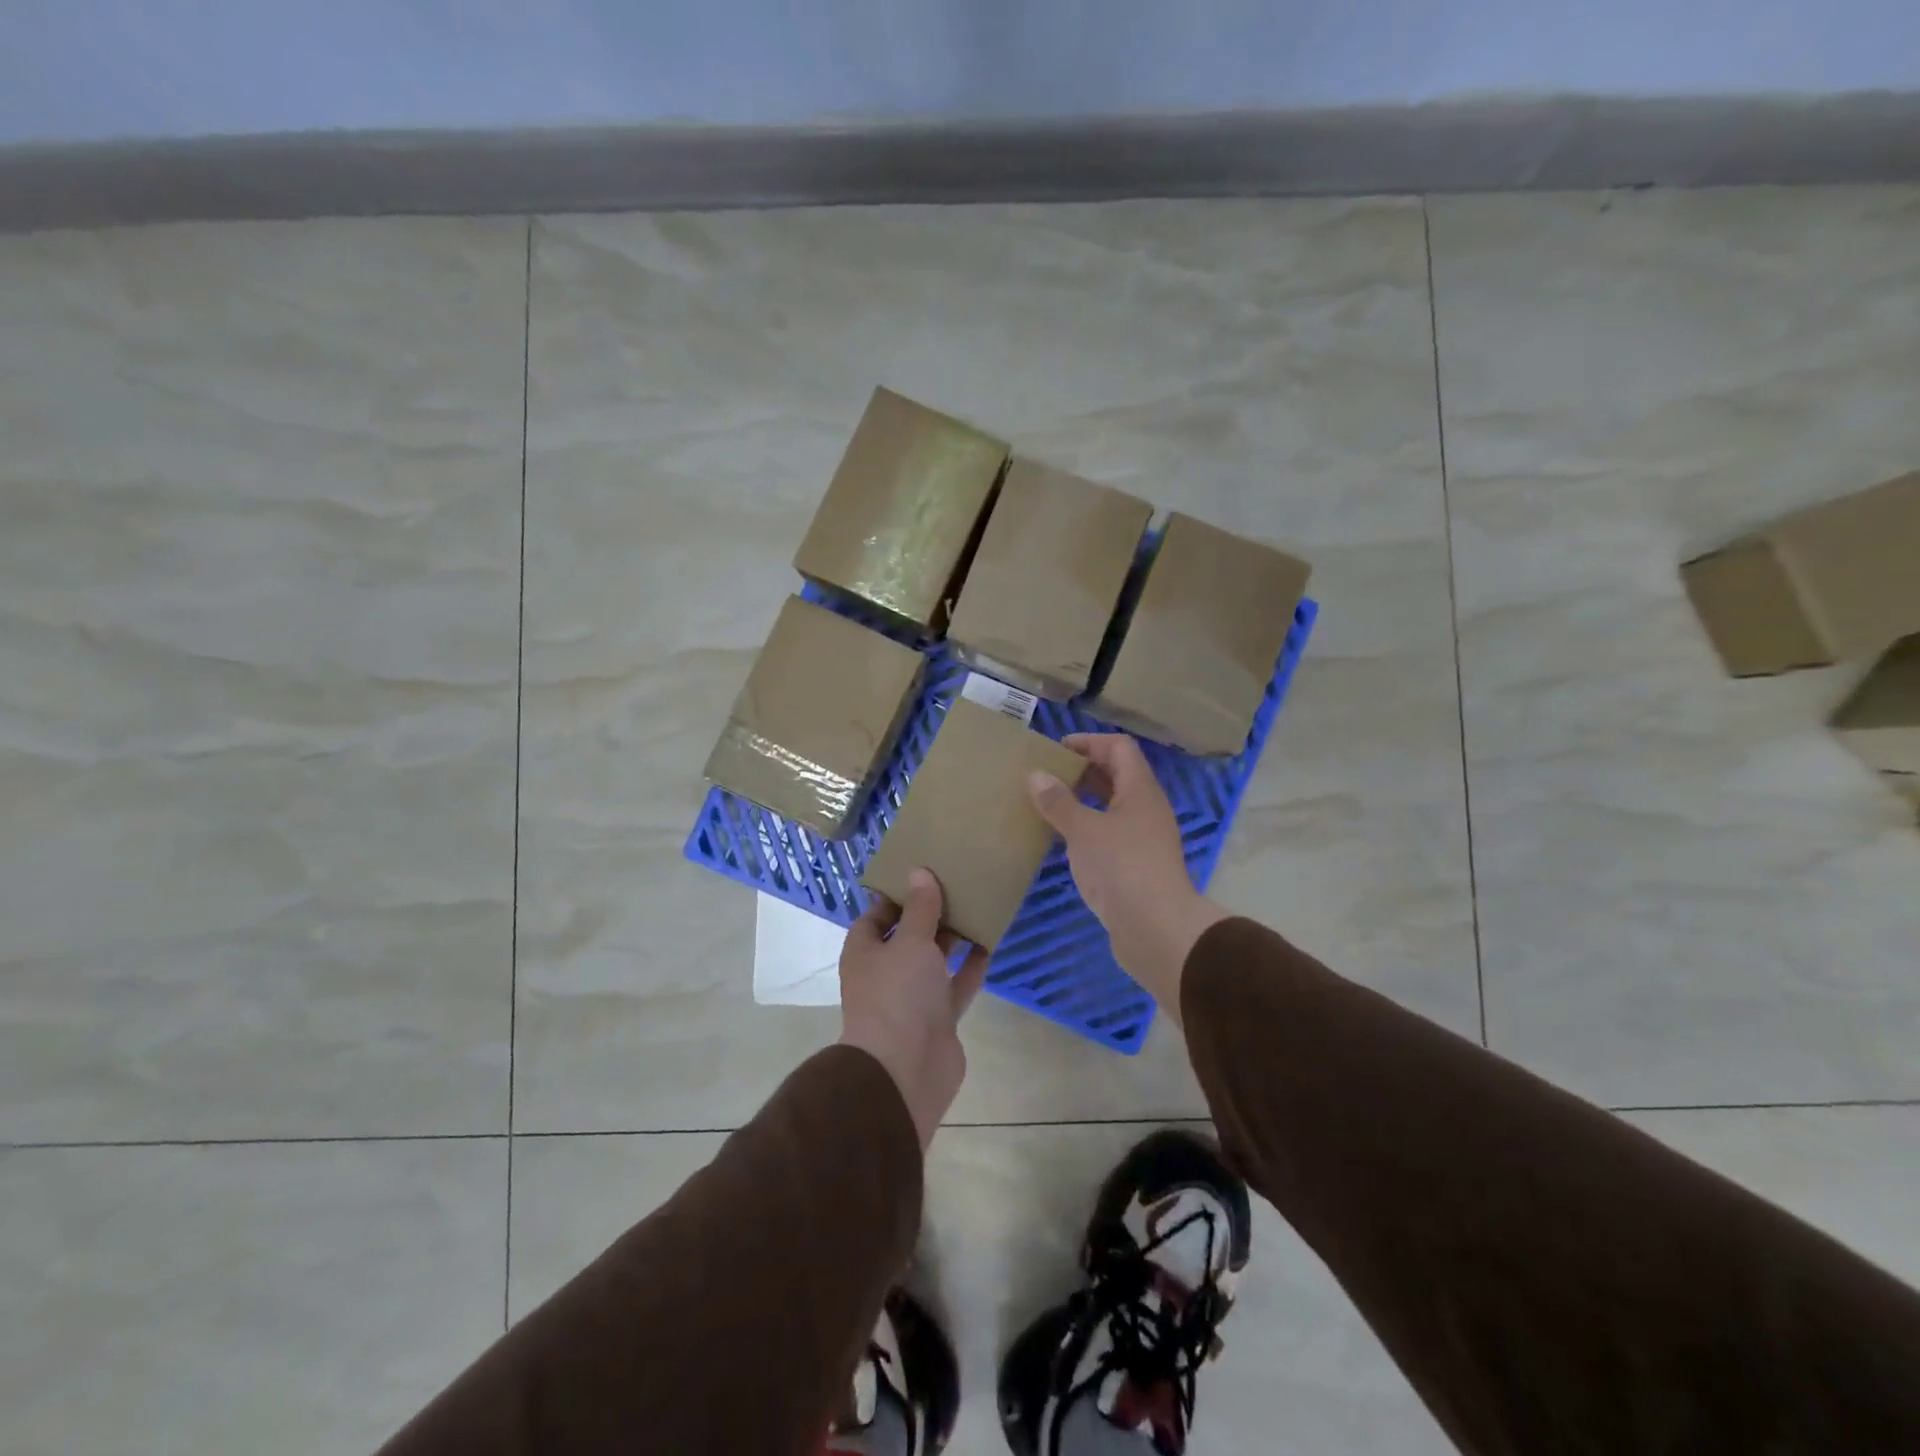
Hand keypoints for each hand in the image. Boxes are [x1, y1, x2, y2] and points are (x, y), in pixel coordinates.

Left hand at [839, 868, 988, 1149]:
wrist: (905, 1071)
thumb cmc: (898, 995)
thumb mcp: (910, 941)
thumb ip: (920, 908)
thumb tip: (919, 871)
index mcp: (865, 952)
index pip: (876, 916)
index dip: (896, 896)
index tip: (923, 875)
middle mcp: (886, 972)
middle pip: (908, 936)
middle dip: (930, 914)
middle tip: (957, 885)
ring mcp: (913, 998)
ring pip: (934, 960)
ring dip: (953, 939)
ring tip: (976, 907)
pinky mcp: (939, 1019)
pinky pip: (956, 985)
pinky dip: (971, 967)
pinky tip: (990, 942)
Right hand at [1027, 733, 1227, 1016]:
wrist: (1156, 929)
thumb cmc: (1121, 867)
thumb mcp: (1083, 830)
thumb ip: (1059, 801)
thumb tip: (1036, 775)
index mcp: (1140, 790)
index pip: (1119, 748)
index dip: (1090, 742)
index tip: (1057, 750)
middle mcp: (1146, 808)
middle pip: (1117, 775)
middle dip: (1083, 771)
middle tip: (1046, 775)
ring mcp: (1144, 839)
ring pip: (1112, 807)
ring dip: (1083, 801)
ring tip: (1048, 805)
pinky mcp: (1136, 866)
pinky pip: (1109, 834)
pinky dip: (1087, 829)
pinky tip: (1063, 840)